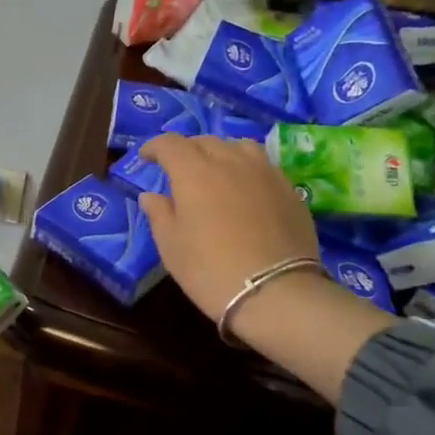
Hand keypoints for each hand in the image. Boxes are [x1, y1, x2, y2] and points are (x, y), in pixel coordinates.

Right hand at [136, 134, 393, 403]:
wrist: (274, 292)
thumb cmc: (210, 269)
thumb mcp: (171, 246)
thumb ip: (159, 214)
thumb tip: (151, 196)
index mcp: (194, 172)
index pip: (170, 144)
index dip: (154, 147)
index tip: (145, 157)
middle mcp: (230, 161)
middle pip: (204, 141)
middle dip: (186, 150)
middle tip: (177, 168)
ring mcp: (264, 172)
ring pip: (238, 146)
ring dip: (220, 152)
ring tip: (215, 170)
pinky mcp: (288, 189)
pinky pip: (262, 165)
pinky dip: (246, 168)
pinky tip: (244, 188)